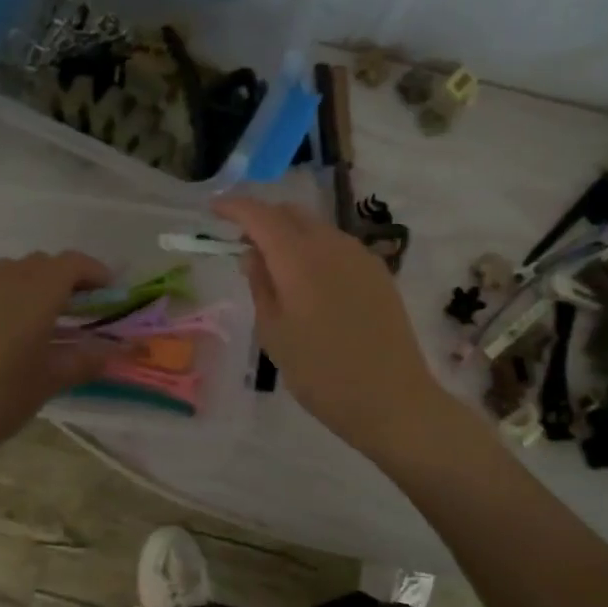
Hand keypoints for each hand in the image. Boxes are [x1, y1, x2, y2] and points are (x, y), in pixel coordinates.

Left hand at [0, 251, 116, 478]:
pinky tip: (4, 329)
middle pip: (42, 263)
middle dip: (65, 278)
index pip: (72, 264)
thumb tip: (115, 352)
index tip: (109, 291)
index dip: (95, 272)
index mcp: (35, 293)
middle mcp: (3, 280)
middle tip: (80, 307)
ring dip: (33, 282)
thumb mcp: (50, 381)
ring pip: (11, 270)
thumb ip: (85, 360)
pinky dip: (4, 295)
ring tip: (42, 315)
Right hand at [212, 197, 450, 454]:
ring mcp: (360, 256)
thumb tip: (253, 254)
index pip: (261, 215)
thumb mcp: (274, 334)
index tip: (214, 210)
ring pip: (317, 228)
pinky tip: (310, 282)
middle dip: (263, 219)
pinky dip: (315, 250)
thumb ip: (260, 285)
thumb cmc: (321, 373)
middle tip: (243, 244)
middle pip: (291, 213)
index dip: (234, 206)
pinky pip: (338, 246)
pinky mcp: (379, 273)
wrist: (393, 399)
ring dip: (291, 235)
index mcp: (299, 258)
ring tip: (276, 268)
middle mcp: (332, 245)